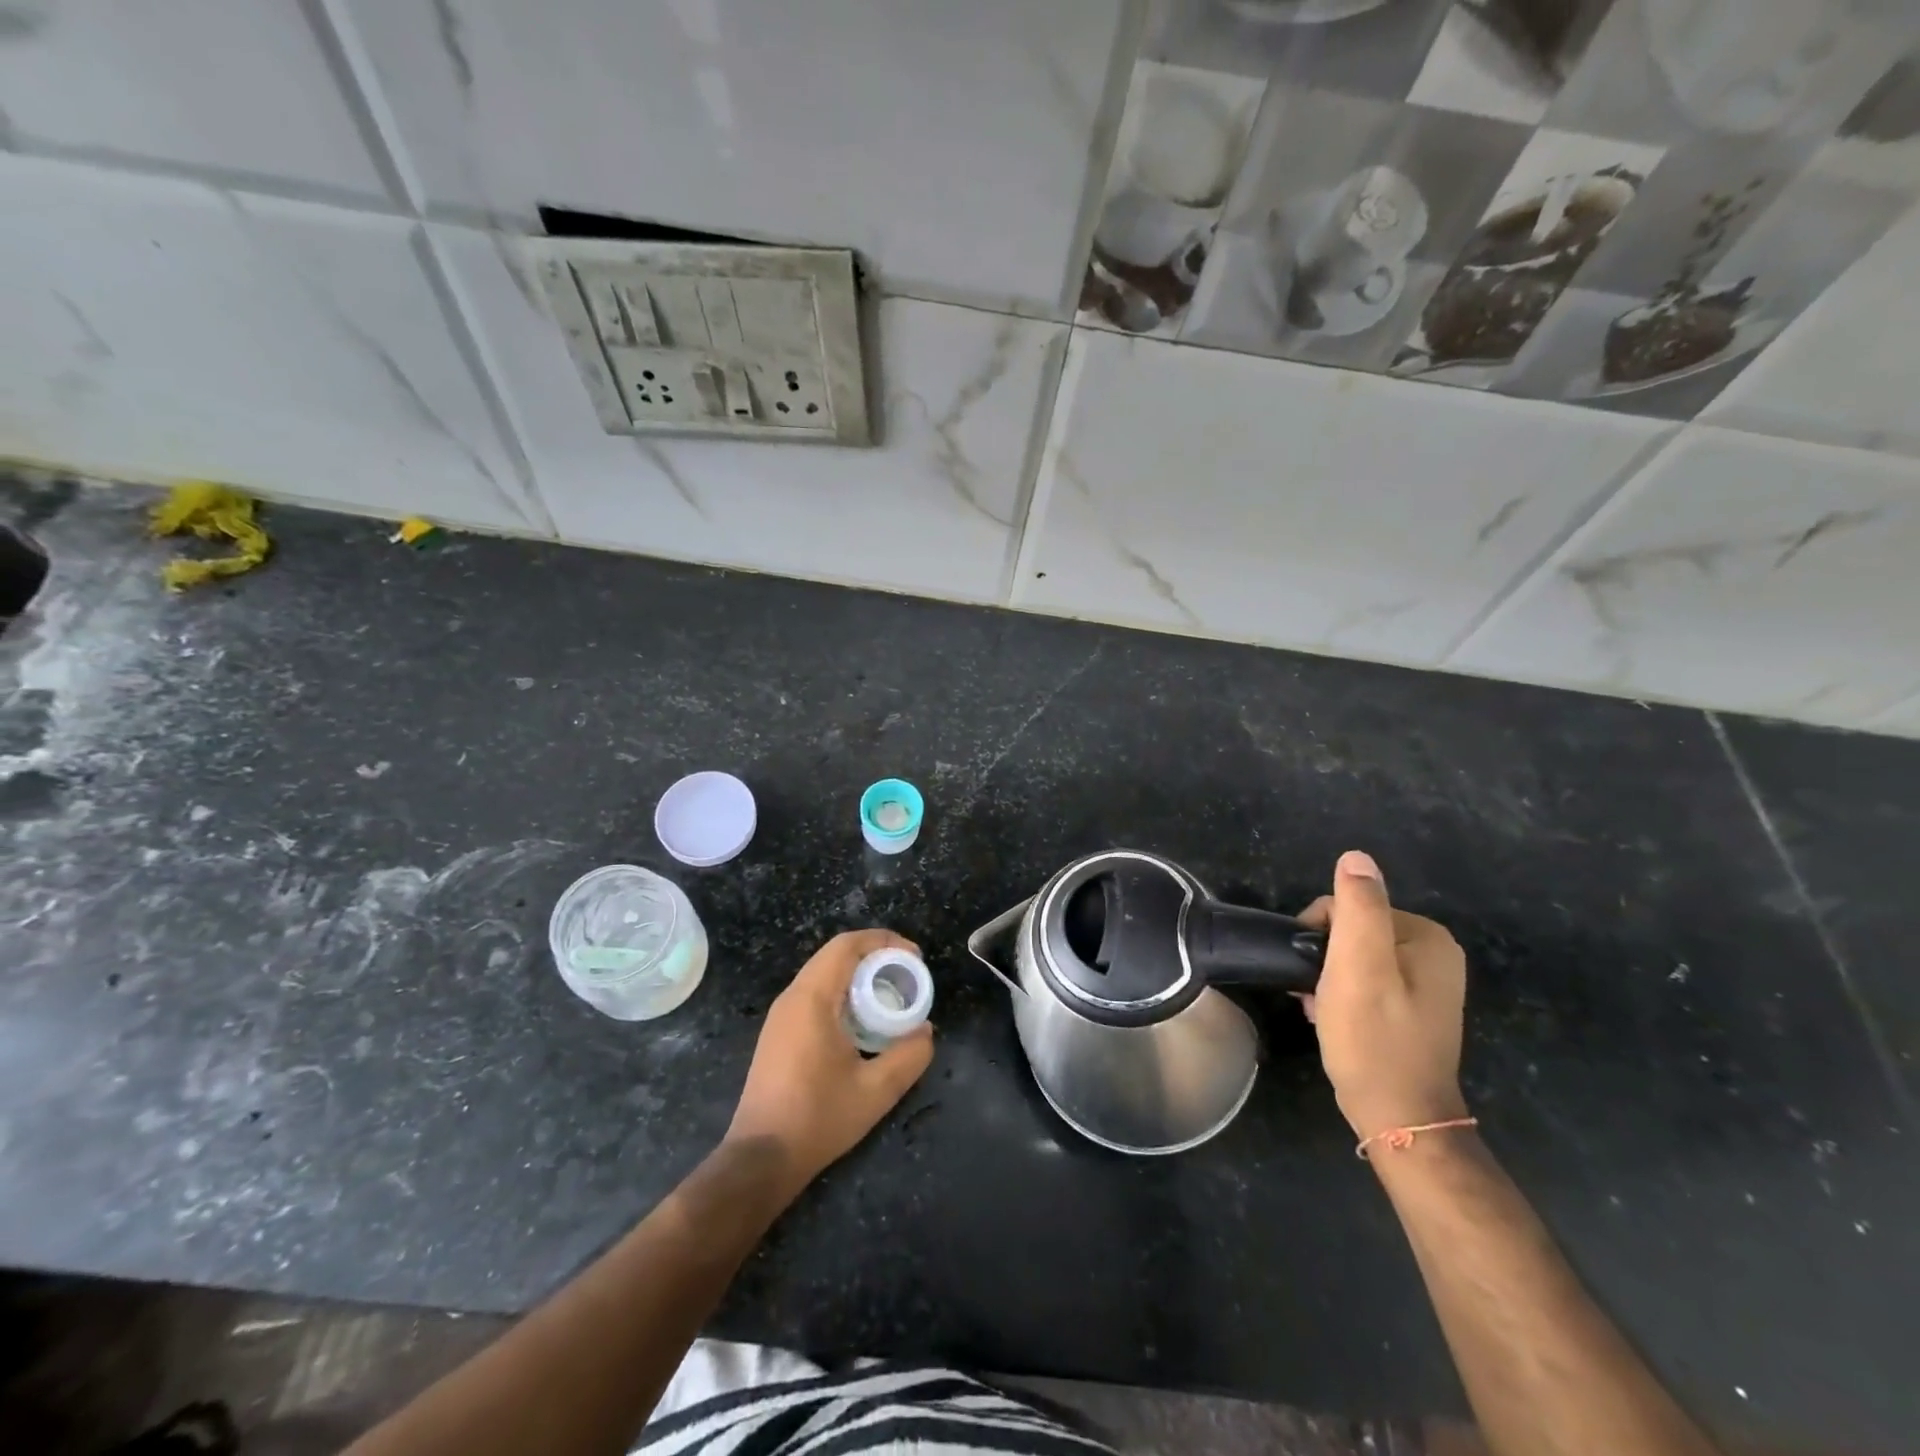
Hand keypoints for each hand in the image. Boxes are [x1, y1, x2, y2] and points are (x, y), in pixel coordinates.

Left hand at [725, 929, 933, 1197]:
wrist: (761, 1158)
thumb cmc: (818, 1119)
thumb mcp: (876, 1091)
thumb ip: (908, 1056)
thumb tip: (926, 1031)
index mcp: (812, 999)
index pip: (847, 946)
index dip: (884, 941)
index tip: (914, 958)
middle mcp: (792, 997)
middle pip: (835, 955)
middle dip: (875, 956)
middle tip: (908, 975)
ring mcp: (781, 1015)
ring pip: (824, 973)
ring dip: (858, 974)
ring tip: (891, 995)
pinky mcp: (779, 1033)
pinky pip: (814, 994)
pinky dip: (843, 992)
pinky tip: (863, 1020)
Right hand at [1297, 851, 1467, 1141]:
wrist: (1398, 1119)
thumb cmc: (1373, 1040)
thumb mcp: (1358, 968)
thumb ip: (1358, 909)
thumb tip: (1356, 857)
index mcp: (1427, 937)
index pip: (1350, 907)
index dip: (1319, 935)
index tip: (1314, 972)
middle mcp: (1434, 953)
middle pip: (1352, 931)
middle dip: (1324, 959)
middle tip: (1317, 995)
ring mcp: (1426, 982)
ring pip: (1353, 957)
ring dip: (1328, 978)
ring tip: (1321, 1009)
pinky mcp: (1412, 1007)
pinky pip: (1364, 980)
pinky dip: (1341, 994)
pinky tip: (1332, 1017)